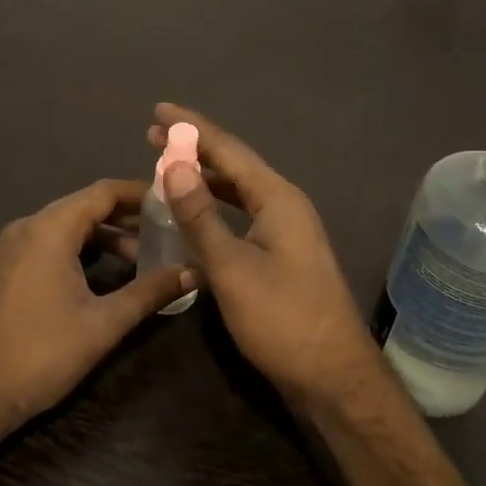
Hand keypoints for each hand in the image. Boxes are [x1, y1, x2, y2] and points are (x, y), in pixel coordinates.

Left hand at [0, 178, 194, 432]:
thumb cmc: (42, 354)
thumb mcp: (104, 324)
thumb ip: (150, 292)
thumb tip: (194, 271)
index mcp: (49, 230)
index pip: (103, 192)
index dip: (140, 193)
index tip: (174, 201)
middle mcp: (27, 227)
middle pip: (85, 206)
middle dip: (127, 216)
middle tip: (166, 230)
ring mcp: (12, 248)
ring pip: (67, 226)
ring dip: (105, 236)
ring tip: (142, 257)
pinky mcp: (6, 268)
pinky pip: (50, 243)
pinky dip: (81, 249)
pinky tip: (106, 273)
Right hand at [147, 103, 381, 408]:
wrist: (331, 375)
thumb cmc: (282, 319)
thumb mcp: (232, 267)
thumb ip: (201, 215)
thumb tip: (173, 164)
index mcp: (277, 198)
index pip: (228, 150)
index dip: (192, 128)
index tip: (158, 110)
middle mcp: (285, 206)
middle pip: (234, 166)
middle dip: (195, 149)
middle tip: (153, 136)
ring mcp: (286, 232)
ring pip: (238, 192)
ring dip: (203, 179)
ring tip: (168, 168)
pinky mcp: (281, 256)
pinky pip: (242, 217)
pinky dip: (214, 209)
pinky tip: (195, 216)